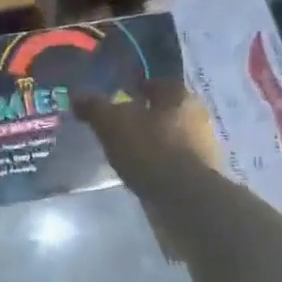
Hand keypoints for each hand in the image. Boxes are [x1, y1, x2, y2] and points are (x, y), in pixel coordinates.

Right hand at [75, 82, 221, 197]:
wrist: (184, 198)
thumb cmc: (150, 150)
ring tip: (129, 152)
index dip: (140, 88)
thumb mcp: (112, 124)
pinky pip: (176, 161)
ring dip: (155, 141)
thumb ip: (95, 107)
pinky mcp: (202, 174)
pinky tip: (144, 172)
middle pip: (167, 110)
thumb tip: (78, 96)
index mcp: (179, 97)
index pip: (159, 83)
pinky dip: (161, 164)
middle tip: (121, 125)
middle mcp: (197, 117)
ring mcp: (203, 147)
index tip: (121, 97)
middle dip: (147, 116)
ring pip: (173, 136)